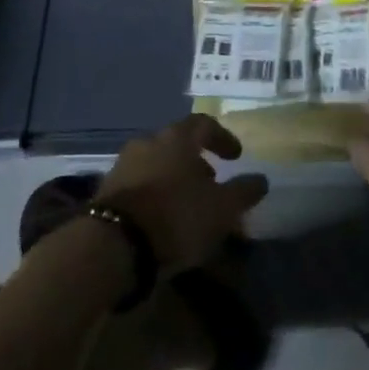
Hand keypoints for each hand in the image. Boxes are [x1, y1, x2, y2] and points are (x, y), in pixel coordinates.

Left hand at [95, 116, 268, 275]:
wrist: (112, 245)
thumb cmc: (175, 216)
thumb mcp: (221, 208)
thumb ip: (243, 191)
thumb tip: (261, 180)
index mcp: (177, 138)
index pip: (204, 124)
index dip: (223, 138)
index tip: (236, 156)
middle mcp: (148, 142)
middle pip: (177, 144)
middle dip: (197, 160)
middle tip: (212, 182)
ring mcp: (123, 165)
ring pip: (157, 163)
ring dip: (174, 178)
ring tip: (187, 204)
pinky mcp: (106, 191)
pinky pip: (139, 184)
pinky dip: (155, 193)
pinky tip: (162, 218)